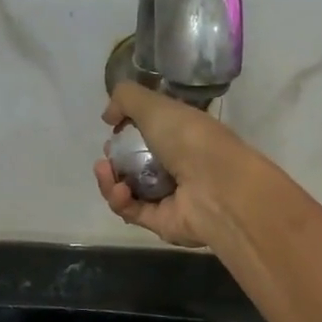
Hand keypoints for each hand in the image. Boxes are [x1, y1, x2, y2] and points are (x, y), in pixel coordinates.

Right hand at [94, 81, 258, 247]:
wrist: (218, 188)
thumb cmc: (190, 139)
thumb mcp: (155, 105)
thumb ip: (126, 99)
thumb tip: (108, 115)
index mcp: (183, 135)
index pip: (151, 131)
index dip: (128, 128)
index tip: (113, 126)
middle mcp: (178, 164)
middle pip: (135, 162)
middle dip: (114, 156)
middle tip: (108, 152)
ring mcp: (170, 195)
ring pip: (128, 188)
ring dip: (109, 179)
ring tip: (104, 169)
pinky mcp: (161, 222)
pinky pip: (131, 211)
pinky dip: (120, 200)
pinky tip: (119, 190)